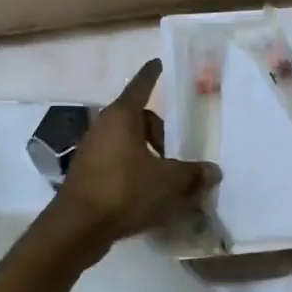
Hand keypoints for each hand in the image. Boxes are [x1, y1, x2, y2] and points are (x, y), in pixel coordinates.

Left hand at [48, 59, 219, 253]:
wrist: (77, 228)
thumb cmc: (124, 191)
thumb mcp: (168, 181)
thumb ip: (192, 174)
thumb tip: (214, 171)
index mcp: (122, 117)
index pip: (141, 86)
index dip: (152, 75)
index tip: (159, 63)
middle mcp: (104, 128)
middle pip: (138, 119)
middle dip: (160, 133)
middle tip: (177, 152)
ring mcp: (92, 152)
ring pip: (128, 143)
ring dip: (148, 155)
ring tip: (167, 178)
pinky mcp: (87, 175)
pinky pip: (118, 164)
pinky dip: (135, 172)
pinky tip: (149, 195)